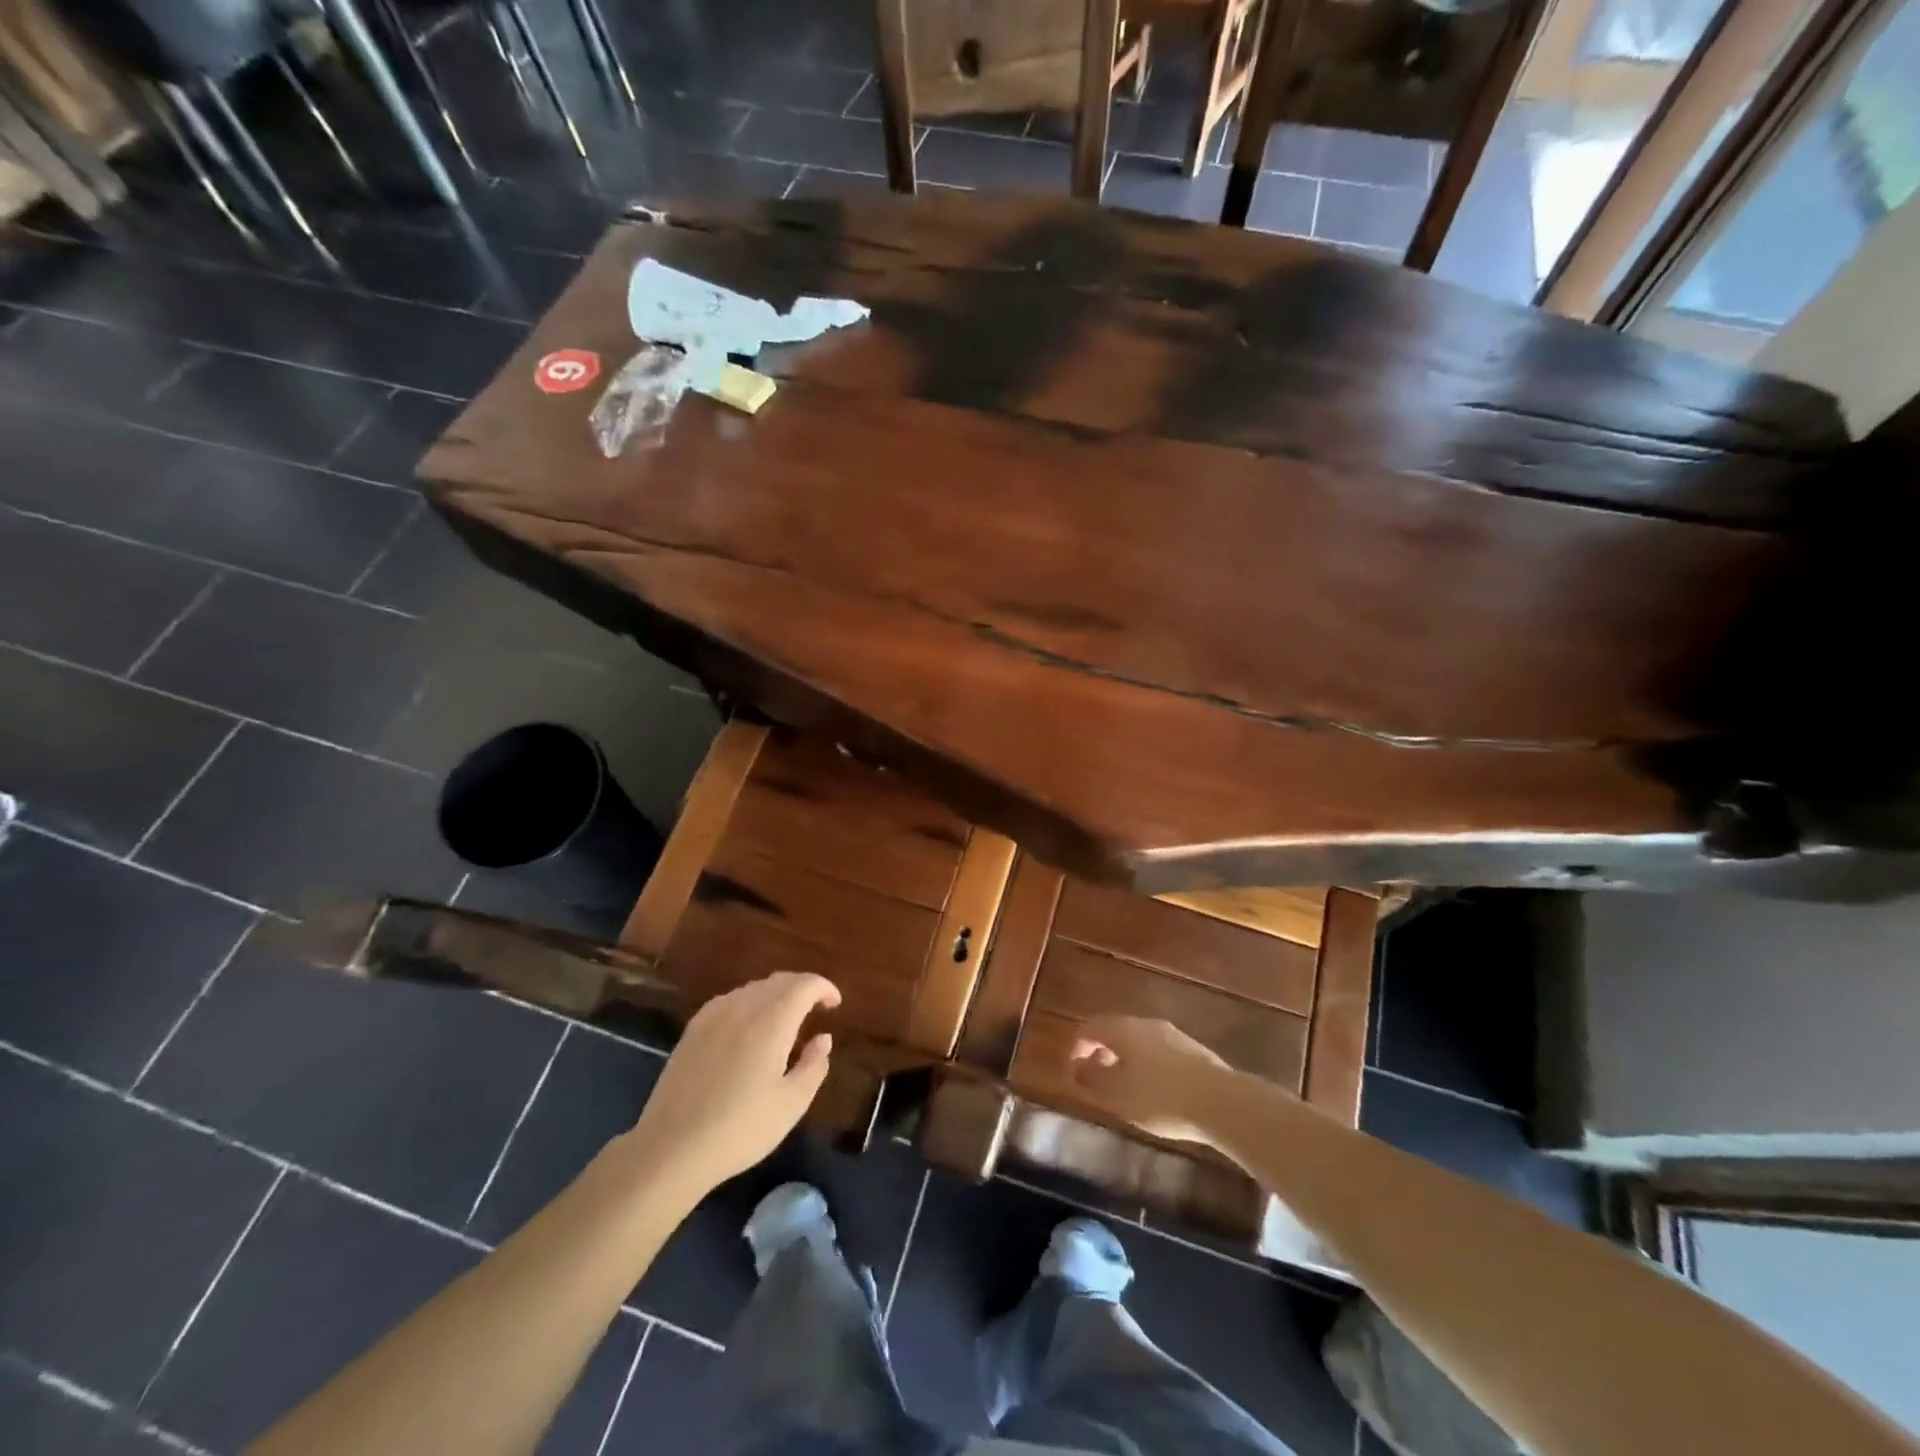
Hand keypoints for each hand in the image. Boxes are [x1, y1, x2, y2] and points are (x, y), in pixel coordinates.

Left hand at [626, 972, 840, 1200]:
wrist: (670, 1148)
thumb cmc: (740, 1128)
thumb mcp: (791, 1104)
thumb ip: (814, 1065)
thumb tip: (823, 1038)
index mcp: (772, 1019)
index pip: (805, 984)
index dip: (824, 988)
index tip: (835, 1004)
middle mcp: (743, 1005)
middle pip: (780, 981)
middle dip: (802, 989)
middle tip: (815, 1010)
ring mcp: (713, 1015)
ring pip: (754, 989)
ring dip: (776, 996)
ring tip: (785, 1023)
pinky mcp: (693, 1029)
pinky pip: (731, 1001)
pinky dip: (750, 1005)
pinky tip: (749, 1031)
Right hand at [1068, 1016, 1235, 1145]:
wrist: (1222, 1102)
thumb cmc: (1160, 1098)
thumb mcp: (1118, 1094)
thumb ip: (1092, 1078)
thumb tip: (1077, 1066)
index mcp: (1122, 1029)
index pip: (1088, 1028)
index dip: (1076, 1047)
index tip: (1073, 1073)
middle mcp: (1145, 1024)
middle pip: (1114, 1031)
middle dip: (1101, 1053)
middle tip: (1097, 1080)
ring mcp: (1172, 1034)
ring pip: (1138, 1042)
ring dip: (1126, 1060)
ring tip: (1125, 1088)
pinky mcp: (1193, 1050)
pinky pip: (1159, 1052)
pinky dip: (1147, 1065)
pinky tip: (1155, 1090)